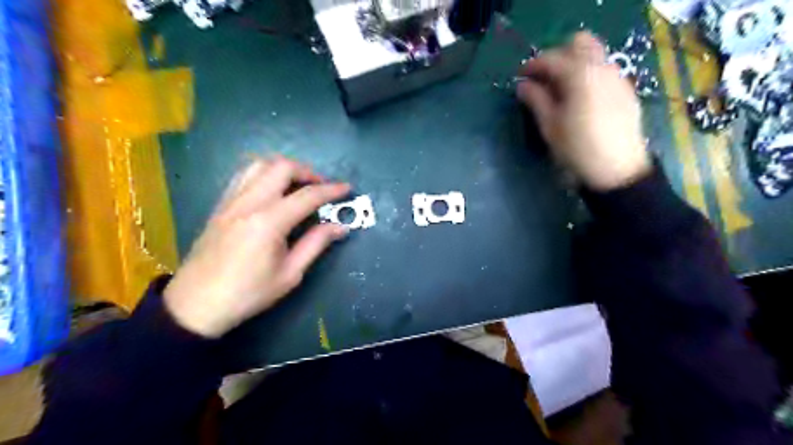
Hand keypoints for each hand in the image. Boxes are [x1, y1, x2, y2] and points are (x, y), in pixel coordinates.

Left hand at [163, 156, 349, 337]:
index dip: (331, 190)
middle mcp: (249, 202)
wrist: (196, 304)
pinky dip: (264, 174)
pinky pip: (244, 175)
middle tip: (321, 188)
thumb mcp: (290, 274)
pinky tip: (272, 190)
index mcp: (269, 222)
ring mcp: (231, 201)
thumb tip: (341, 227)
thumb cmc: (248, 293)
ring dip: (284, 169)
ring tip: (298, 185)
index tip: (347, 188)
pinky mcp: (221, 205)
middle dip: (308, 172)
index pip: (307, 196)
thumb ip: (316, 244)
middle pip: (281, 167)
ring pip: (259, 164)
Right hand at [522, 30, 649, 191]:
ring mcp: (617, 77)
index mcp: (579, 75)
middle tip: (544, 78)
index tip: (520, 77)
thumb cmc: (577, 148)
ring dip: (574, 64)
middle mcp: (602, 68)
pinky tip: (581, 99)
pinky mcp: (626, 90)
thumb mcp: (550, 126)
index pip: (551, 58)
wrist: (617, 169)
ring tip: (560, 90)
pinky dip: (589, 75)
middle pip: (579, 43)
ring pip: (594, 55)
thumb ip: (536, 100)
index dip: (532, 66)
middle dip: (558, 56)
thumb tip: (523, 85)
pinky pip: (604, 70)